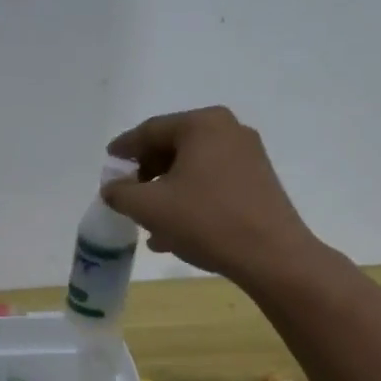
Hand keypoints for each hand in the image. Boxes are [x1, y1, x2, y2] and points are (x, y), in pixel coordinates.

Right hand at [102, 107, 319, 285]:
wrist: (271, 255)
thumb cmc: (206, 221)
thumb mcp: (150, 207)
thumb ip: (121, 193)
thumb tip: (112, 187)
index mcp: (202, 124)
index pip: (151, 130)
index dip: (125, 148)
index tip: (109, 162)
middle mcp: (228, 131)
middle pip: (174, 147)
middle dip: (147, 172)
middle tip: (127, 193)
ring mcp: (248, 156)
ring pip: (193, 169)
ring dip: (167, 191)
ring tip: (147, 221)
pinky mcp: (259, 182)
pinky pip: (213, 183)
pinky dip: (190, 200)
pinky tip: (174, 232)